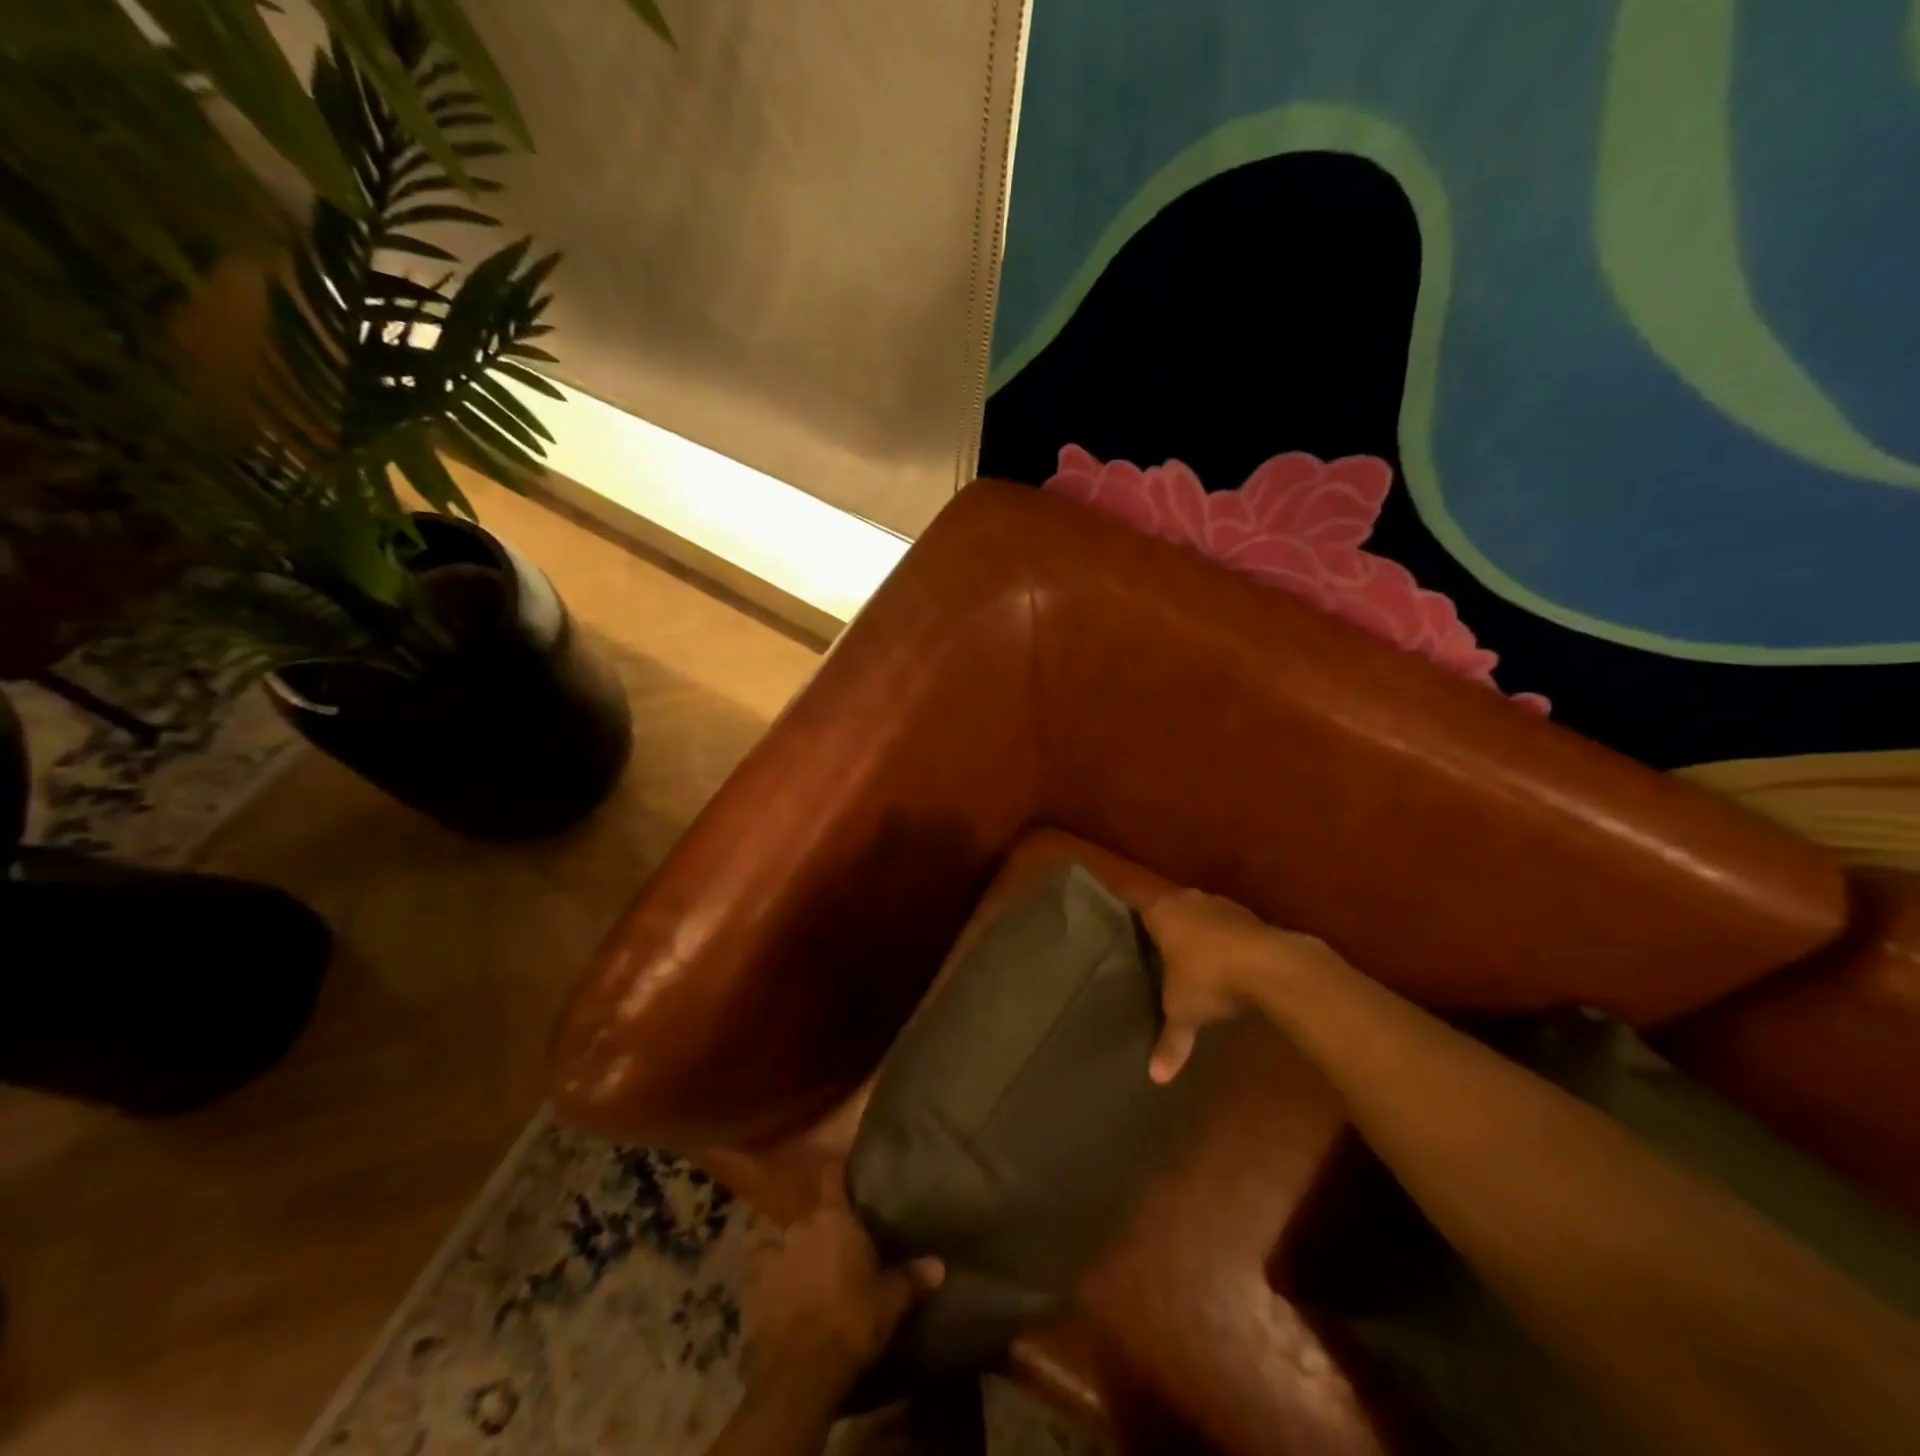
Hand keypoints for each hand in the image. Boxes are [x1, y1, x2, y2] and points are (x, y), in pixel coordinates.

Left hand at [746, 1165, 943, 1390]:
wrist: (800, 1372)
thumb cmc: (851, 1321)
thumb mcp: (890, 1301)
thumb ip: (912, 1277)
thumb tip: (940, 1265)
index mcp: (834, 1218)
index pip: (833, 1177)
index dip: (838, 1174)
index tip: (844, 1173)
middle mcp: (801, 1226)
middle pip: (812, 1216)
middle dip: (822, 1229)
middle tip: (837, 1248)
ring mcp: (774, 1255)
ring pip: (787, 1245)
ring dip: (796, 1255)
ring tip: (807, 1275)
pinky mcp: (753, 1290)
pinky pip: (764, 1276)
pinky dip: (773, 1283)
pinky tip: (781, 1298)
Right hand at [1143, 888, 1342, 1081]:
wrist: (1274, 966)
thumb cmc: (1210, 978)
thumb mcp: (1183, 1011)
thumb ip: (1169, 1040)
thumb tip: (1155, 1077)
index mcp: (1162, 911)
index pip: (1135, 899)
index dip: (1126, 903)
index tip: (1115, 908)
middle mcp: (1188, 900)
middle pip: (1168, 904)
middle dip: (1162, 920)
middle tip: (1149, 938)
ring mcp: (1222, 906)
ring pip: (1199, 912)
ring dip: (1195, 929)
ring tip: (1185, 951)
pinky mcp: (1251, 918)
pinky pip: (1226, 925)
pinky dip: (1222, 939)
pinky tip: (1224, 960)